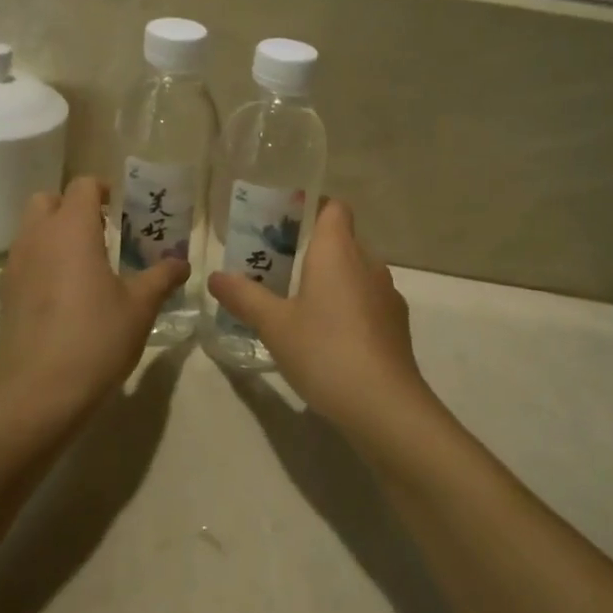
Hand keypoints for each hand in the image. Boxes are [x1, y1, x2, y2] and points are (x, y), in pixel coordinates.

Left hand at [0, 177, 188, 424]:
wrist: (37, 395)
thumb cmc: (96, 339)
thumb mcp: (140, 307)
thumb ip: (161, 277)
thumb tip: (181, 263)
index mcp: (71, 229)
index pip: (82, 185)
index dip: (103, 190)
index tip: (122, 209)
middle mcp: (37, 238)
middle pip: (47, 200)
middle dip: (72, 207)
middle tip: (102, 232)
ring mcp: (15, 266)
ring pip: (31, 231)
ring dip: (55, 235)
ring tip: (86, 266)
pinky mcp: (4, 295)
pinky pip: (24, 261)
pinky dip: (42, 263)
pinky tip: (65, 296)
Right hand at [208, 200, 427, 436]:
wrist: (384, 405)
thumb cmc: (324, 351)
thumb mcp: (274, 325)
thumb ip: (244, 296)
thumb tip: (215, 277)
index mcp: (338, 250)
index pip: (334, 208)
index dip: (313, 207)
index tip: (285, 222)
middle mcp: (368, 262)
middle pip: (342, 240)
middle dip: (313, 249)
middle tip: (278, 267)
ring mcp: (387, 294)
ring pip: (356, 272)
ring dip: (332, 280)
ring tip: (299, 303)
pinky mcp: (396, 325)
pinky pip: (368, 300)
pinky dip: (349, 307)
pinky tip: (328, 337)